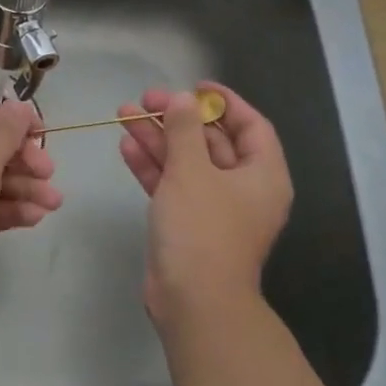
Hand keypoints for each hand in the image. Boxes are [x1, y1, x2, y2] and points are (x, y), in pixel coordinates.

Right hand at [117, 82, 292, 331]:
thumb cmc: (202, 229)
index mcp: (262, 175)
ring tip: (124, 116)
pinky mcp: (186, 224)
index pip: (250, 125)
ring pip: (185, 163)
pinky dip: (151, 167)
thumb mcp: (192, 172)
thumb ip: (185, 130)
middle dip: (177, 119)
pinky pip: (171, 186)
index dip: (224, 102)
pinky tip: (126, 147)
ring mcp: (213, 208)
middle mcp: (242, 189)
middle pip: (211, 142)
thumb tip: (182, 100)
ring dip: (158, 139)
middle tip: (144, 100)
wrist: (193, 299)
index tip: (194, 86)